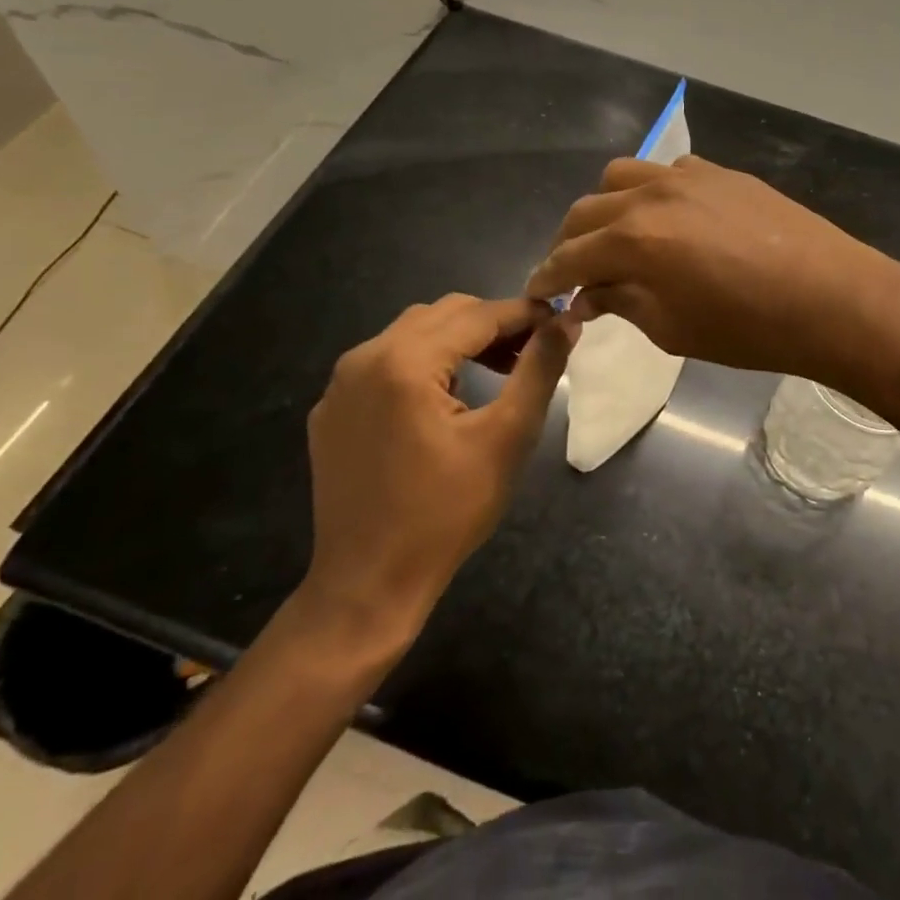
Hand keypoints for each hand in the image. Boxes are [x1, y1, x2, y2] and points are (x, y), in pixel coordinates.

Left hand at [298, 295, 576, 651]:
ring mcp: (341, 384)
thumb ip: (539, 369)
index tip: (561, 321)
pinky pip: (385, 363)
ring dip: (459, 340)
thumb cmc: (446, 513)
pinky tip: (445, 399)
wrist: (367, 585)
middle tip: (532, 352)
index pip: (478, 314)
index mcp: (405, 361)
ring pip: (412, 333)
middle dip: (493, 324)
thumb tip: (567, 320)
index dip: (525, 314)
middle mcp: (364, 357)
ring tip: (497, 370)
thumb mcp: (507, 437)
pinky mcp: (331, 410)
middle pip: (442, 314)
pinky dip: (423, 363)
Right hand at [525, 156, 899, 388]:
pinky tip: (670, 219)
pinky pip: (668, 171)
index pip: (569, 256)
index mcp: (633, 240)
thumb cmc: (749, 329)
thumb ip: (622, 302)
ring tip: (619, 237)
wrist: (831, 297)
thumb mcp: (673, 329)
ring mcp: (689, 177)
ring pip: (622, 176)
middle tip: (575, 272)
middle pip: (586, 210)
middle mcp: (651, 196)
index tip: (538, 293)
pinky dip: (652, 192)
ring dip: (607, 207)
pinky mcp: (722, 172)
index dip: (547, 277)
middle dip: (570, 242)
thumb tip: (588, 294)